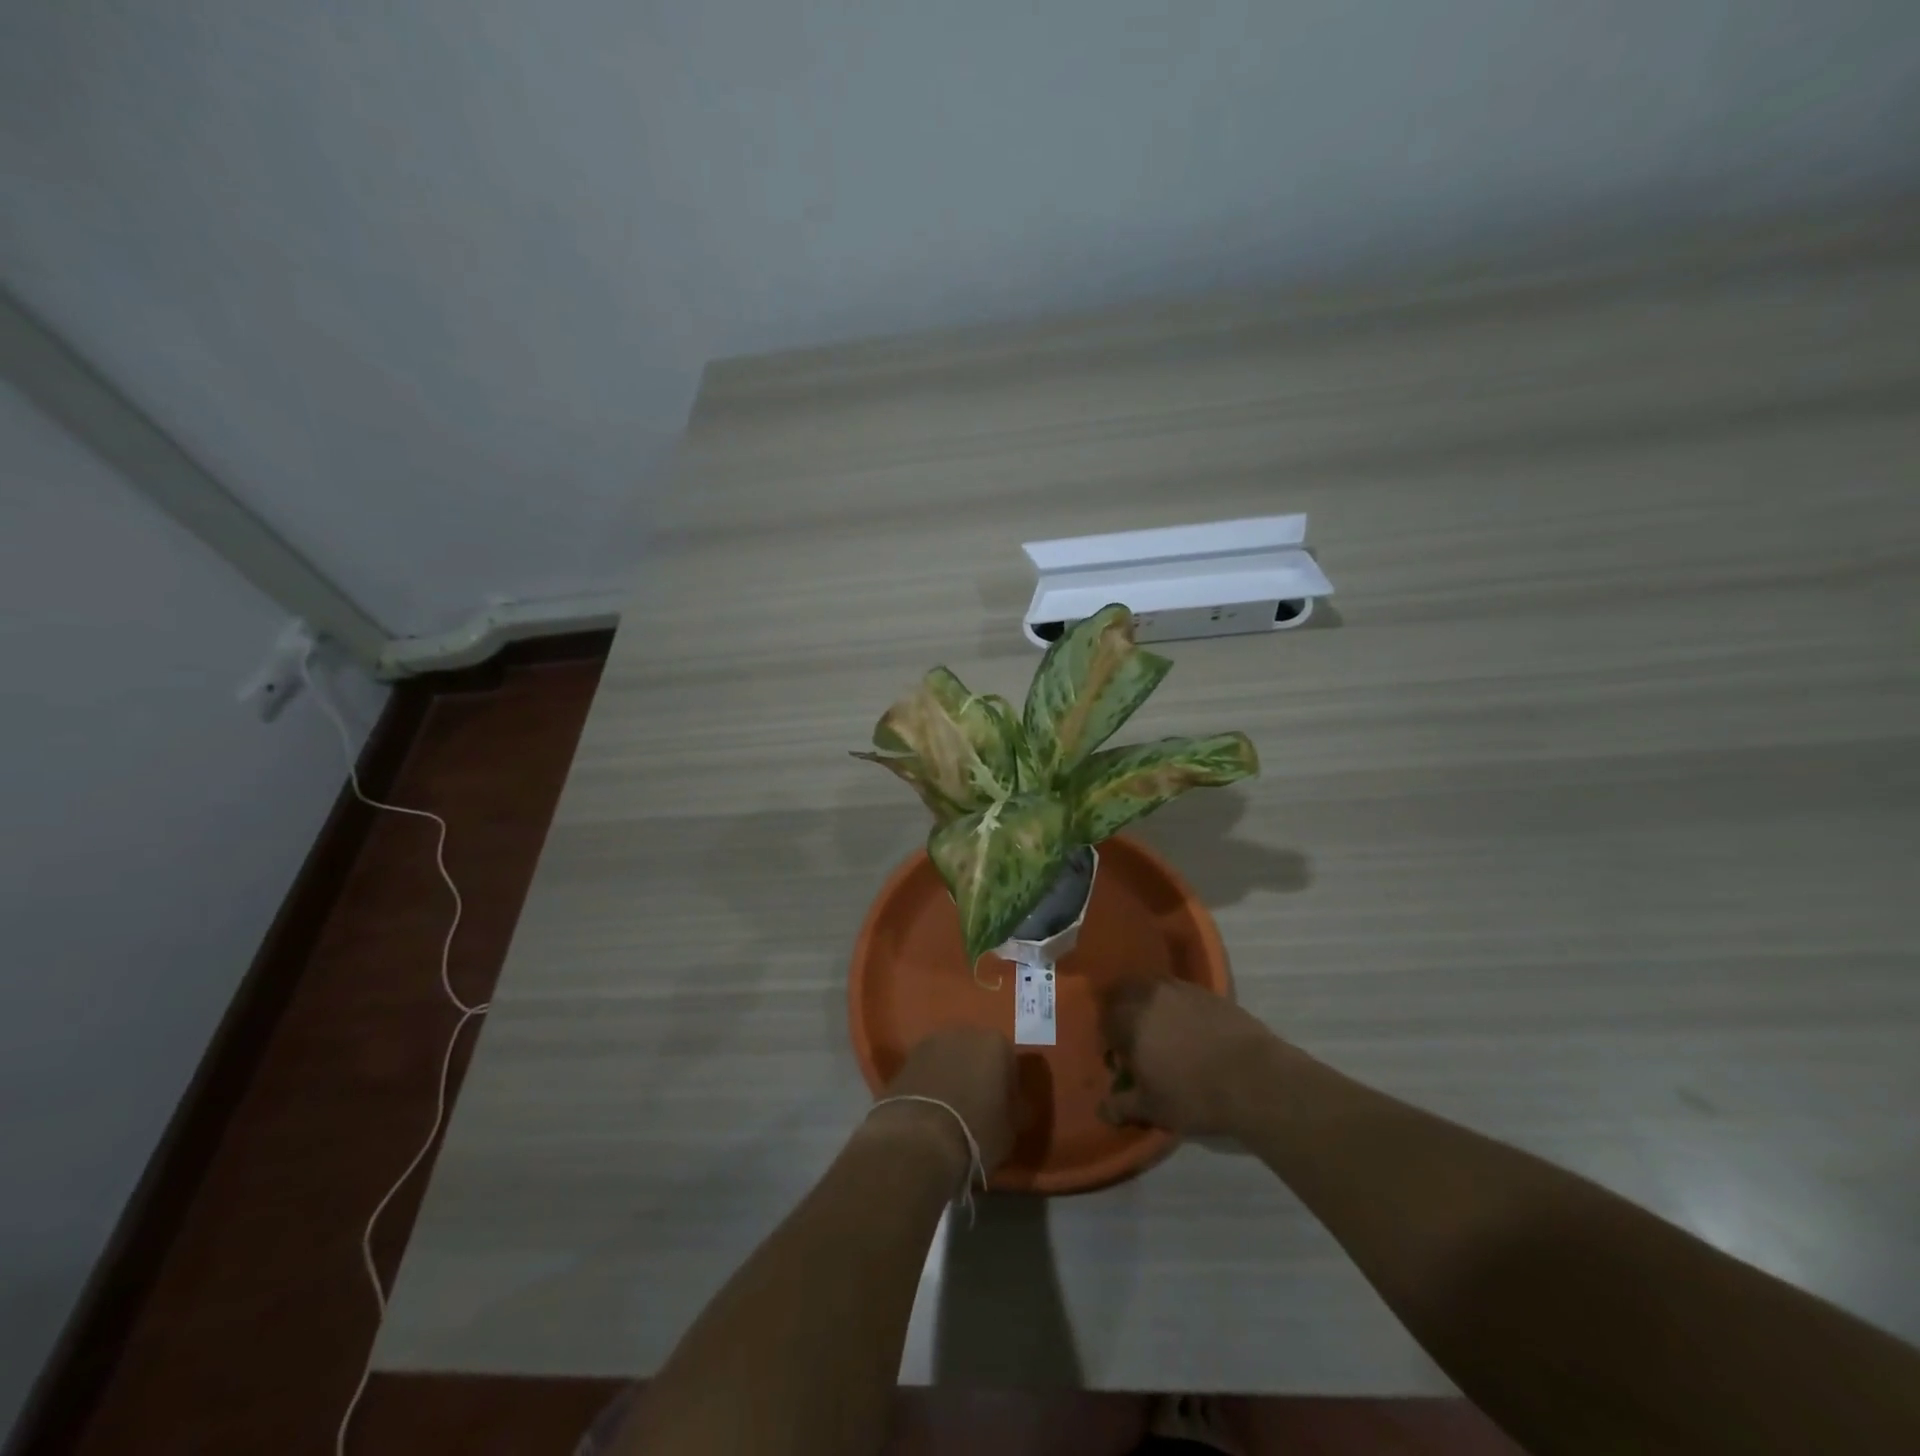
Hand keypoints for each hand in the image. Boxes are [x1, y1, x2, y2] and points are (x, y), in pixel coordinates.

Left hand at [870, 1027, 1017, 1173]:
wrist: (920, 1138)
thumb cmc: (976, 1131)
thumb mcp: (1010, 1130)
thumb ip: (1014, 1110)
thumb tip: (1015, 1106)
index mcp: (996, 1043)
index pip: (1009, 1063)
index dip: (1007, 1088)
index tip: (1003, 1110)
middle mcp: (964, 1032)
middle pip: (976, 1053)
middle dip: (977, 1074)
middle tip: (977, 1106)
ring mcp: (931, 1042)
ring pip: (949, 1059)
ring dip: (952, 1076)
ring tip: (950, 1110)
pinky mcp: (905, 1058)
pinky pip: (926, 1070)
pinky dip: (930, 1084)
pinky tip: (930, 1110)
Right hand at [1099, 978, 1285, 1136]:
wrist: (1255, 1079)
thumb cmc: (1194, 1094)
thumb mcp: (1153, 1108)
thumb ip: (1122, 1105)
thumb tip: (1103, 1110)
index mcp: (1130, 1019)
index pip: (1105, 1018)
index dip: (1107, 1037)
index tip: (1117, 1058)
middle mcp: (1151, 995)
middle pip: (1124, 992)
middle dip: (1122, 1011)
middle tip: (1133, 1037)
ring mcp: (1181, 989)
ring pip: (1152, 987)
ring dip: (1148, 1003)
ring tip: (1162, 1031)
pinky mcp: (1209, 993)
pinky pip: (1180, 992)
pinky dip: (1176, 1005)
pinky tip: (1190, 1030)